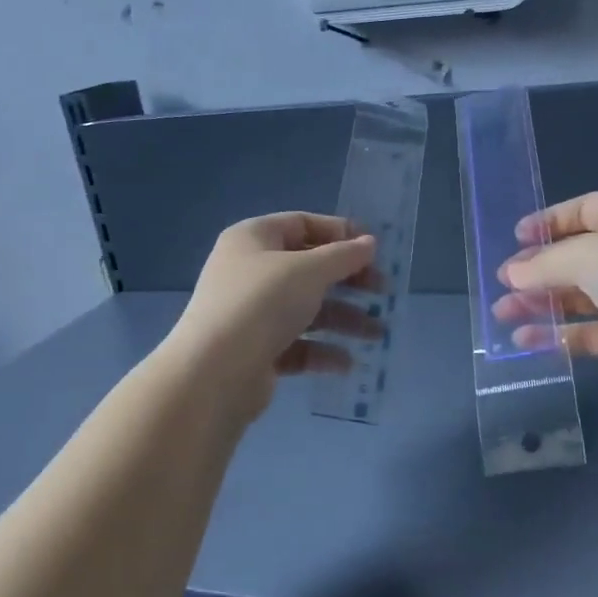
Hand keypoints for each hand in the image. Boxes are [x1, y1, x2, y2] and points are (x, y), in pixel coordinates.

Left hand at [172, 212, 380, 416]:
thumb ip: (343, 256)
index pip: (302, 224)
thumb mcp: (309, 271)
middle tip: (383, 292)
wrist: (214, 372)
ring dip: (344, 319)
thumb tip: (369, 243)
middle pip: (309, 269)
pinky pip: (297, 345)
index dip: (340, 233)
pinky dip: (322, 351)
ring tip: (377, 334)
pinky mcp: (256, 351)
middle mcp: (250, 271)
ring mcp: (251, 313)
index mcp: (254, 239)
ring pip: (307, 309)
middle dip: (349, 281)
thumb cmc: (263, 304)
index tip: (374, 250)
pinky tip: (347, 363)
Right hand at [493, 191, 597, 403]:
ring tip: (503, 314)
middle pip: (576, 257)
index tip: (514, 240)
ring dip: (542, 304)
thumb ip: (547, 264)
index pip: (582, 211)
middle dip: (537, 271)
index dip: (547, 223)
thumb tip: (512, 274)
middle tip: (501, 285)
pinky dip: (559, 336)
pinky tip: (528, 341)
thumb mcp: (591, 254)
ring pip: (579, 298)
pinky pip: (589, 333)